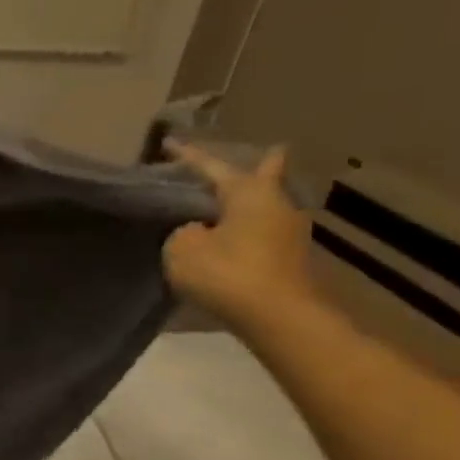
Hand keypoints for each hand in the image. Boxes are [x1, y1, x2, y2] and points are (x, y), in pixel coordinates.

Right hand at [162, 140, 318, 334]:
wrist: (278, 317)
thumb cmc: (227, 273)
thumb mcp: (182, 248)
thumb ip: (183, 231)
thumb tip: (198, 230)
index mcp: (248, 193)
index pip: (212, 167)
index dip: (188, 156)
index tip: (170, 143)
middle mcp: (276, 204)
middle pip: (265, 177)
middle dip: (261, 165)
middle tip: (263, 153)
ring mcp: (288, 232)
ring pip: (265, 206)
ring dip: (248, 203)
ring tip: (228, 203)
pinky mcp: (289, 258)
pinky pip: (262, 232)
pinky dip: (246, 229)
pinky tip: (232, 237)